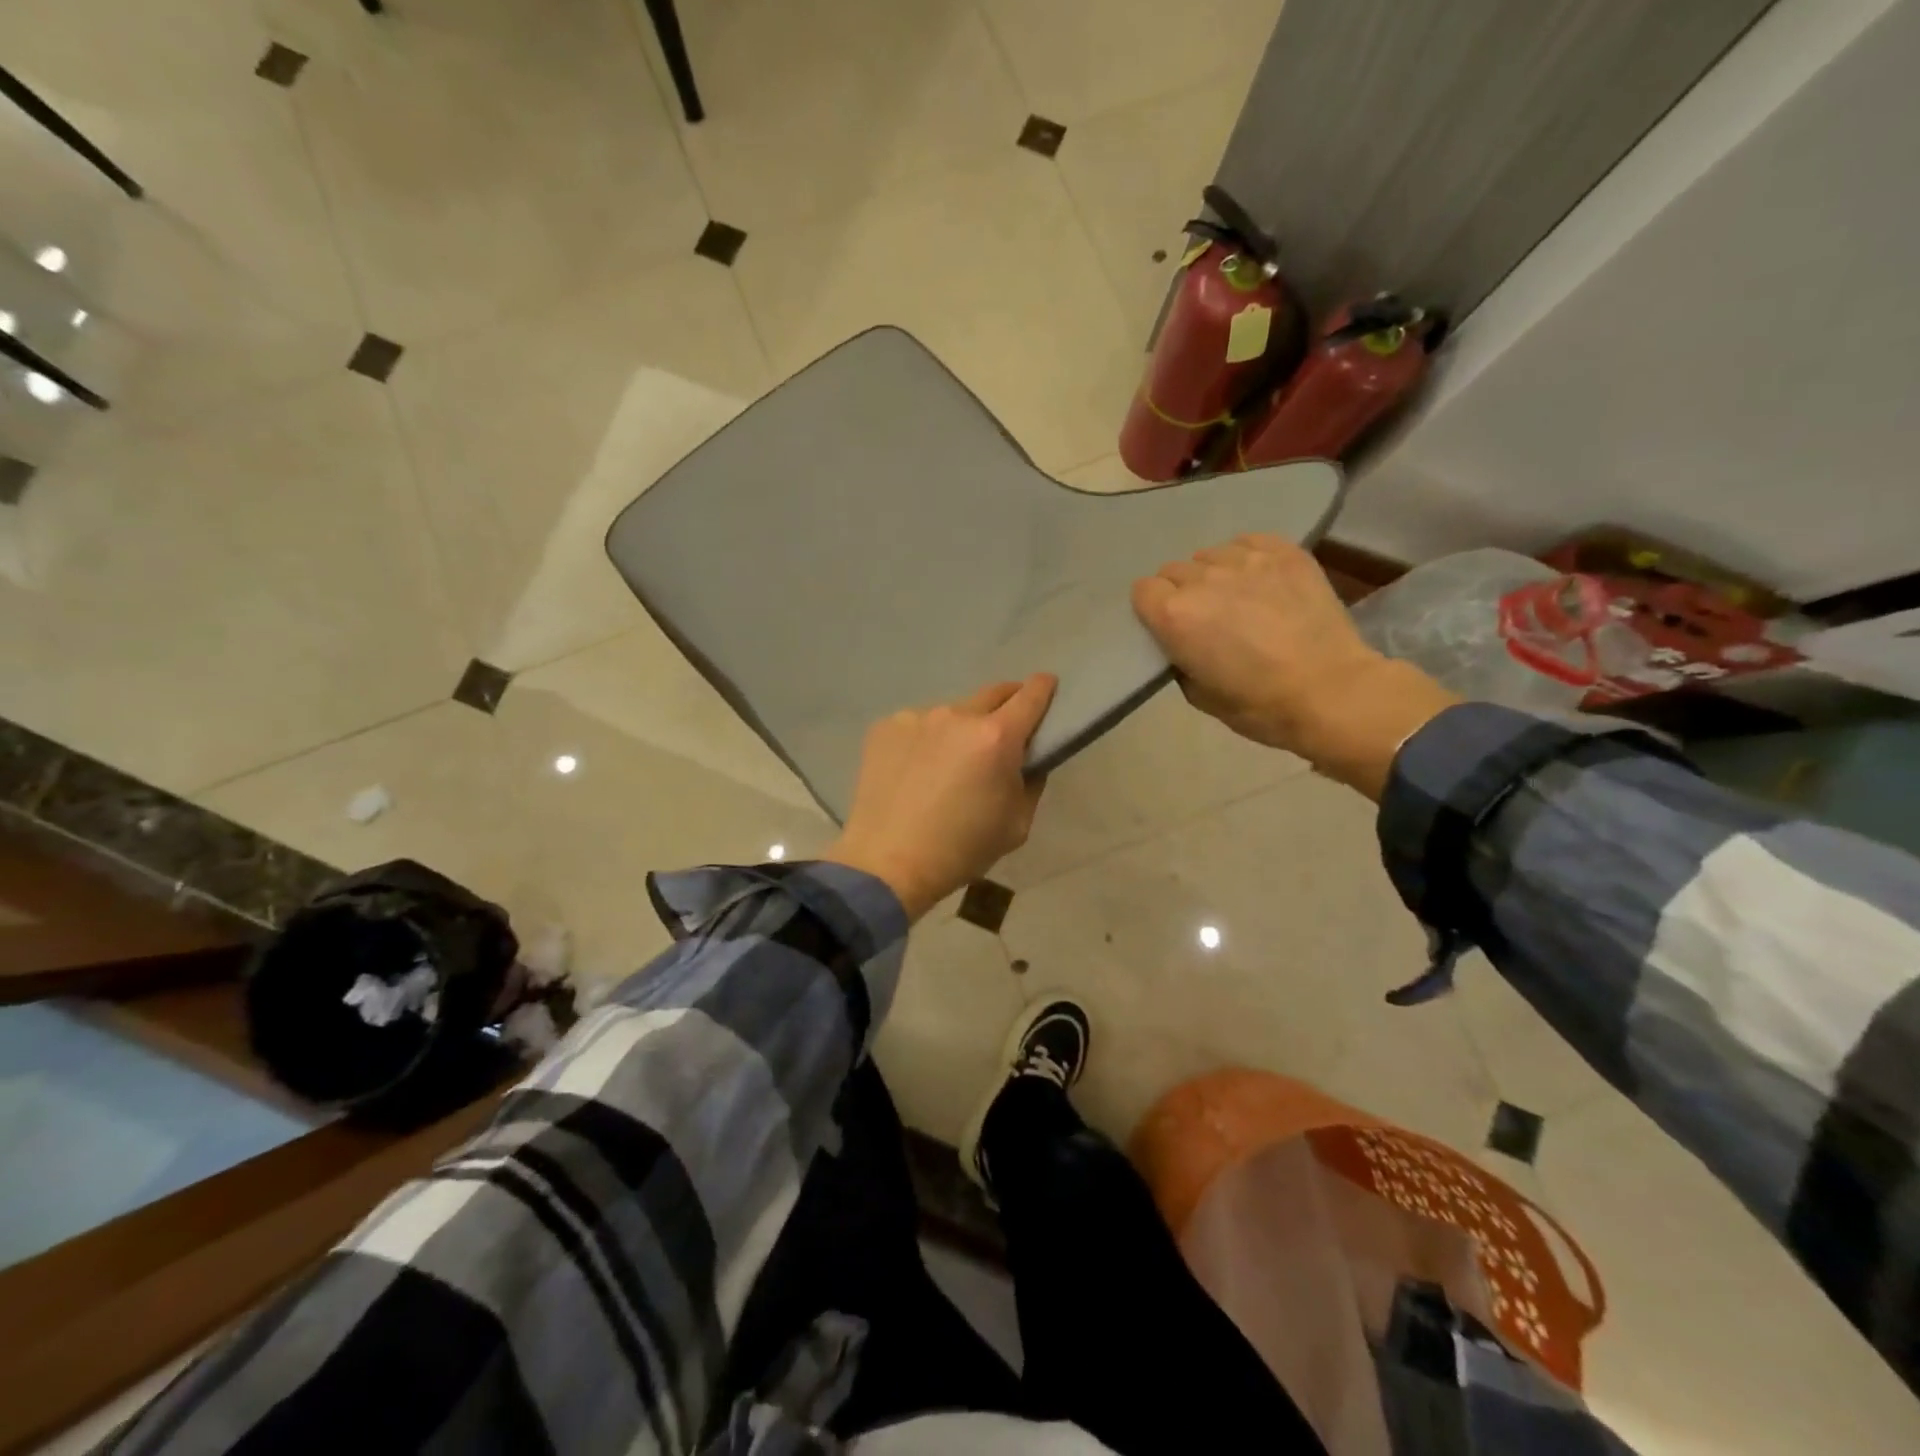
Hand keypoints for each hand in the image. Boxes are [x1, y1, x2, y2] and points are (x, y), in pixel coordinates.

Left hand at [823, 675, 1056, 920]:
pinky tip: (915, 772)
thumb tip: (1027, 758)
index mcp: (997, 737)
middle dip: (1005, 706)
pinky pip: (918, 725)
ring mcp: (917, 717)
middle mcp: (957, 715)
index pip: (1031, 695)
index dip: (1044, 688)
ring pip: (952, 713)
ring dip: (960, 729)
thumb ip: (1031, 781)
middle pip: (992, 694)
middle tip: (1002, 734)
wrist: (887, 864)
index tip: (1048, 687)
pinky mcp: (885, 727)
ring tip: (948, 765)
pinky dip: (925, 740)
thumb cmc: (961, 850)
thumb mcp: (1018, 824)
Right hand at [1132, 535, 1456, 797]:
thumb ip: (1179, 659)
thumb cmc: (1259, 706)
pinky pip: (1249, 542)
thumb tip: (1182, 643)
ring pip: (1211, 555)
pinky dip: (1247, 557)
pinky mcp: (1284, 553)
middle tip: (1205, 618)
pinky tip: (1260, 579)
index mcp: (1174, 616)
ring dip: (1214, 574)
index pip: (1143, 590)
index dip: (1153, 609)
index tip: (1168, 627)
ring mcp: (1246, 561)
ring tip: (1236, 597)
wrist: (1331, 692)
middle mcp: (1203, 580)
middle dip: (1182, 591)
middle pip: (1174, 570)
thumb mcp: (1198, 695)